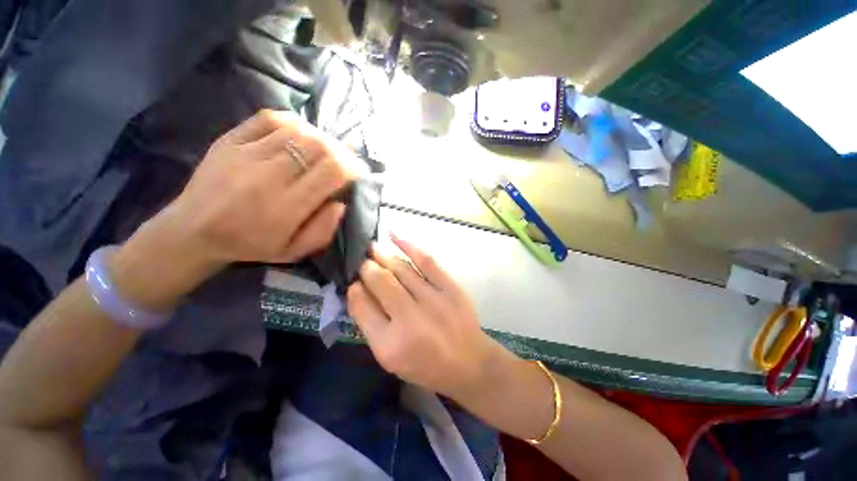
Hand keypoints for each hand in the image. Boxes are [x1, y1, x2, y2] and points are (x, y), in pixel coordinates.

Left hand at [166, 109, 365, 265]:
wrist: (192, 231)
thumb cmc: (250, 245)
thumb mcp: (294, 251)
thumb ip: (323, 230)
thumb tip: (342, 202)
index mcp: (285, 207)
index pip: (331, 171)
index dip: (352, 167)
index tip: (358, 173)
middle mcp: (267, 175)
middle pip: (318, 146)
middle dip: (341, 151)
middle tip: (346, 161)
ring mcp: (245, 153)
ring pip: (297, 130)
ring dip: (321, 138)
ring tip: (327, 150)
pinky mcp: (229, 139)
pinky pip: (269, 119)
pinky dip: (294, 124)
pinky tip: (301, 135)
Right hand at [347, 233, 499, 398]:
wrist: (468, 361)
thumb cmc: (425, 364)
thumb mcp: (390, 357)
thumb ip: (370, 324)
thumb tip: (357, 290)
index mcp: (391, 344)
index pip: (363, 308)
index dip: (355, 290)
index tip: (353, 282)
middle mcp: (410, 319)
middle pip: (381, 283)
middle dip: (367, 268)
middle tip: (360, 260)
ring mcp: (433, 299)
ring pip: (401, 269)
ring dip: (382, 255)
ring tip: (371, 247)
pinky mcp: (449, 286)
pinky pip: (425, 260)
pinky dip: (408, 245)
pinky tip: (393, 236)